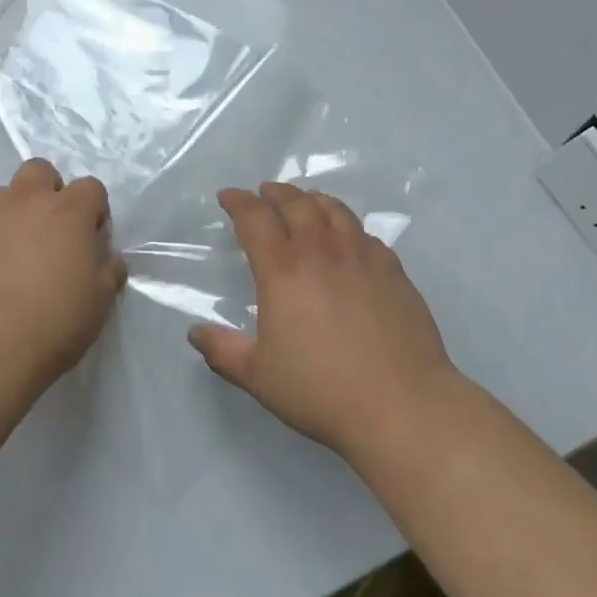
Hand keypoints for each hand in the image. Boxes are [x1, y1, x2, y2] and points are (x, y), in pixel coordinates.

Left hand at [0, 159, 124, 403]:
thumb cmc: (51, 327)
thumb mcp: (99, 303)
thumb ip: (108, 270)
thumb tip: (106, 257)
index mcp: (67, 212)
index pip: (91, 187)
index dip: (95, 211)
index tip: (91, 242)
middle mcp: (24, 202)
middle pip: (40, 171)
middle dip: (49, 192)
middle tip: (51, 233)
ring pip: (2, 197)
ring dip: (13, 215)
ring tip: (13, 257)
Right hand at [187, 181, 457, 462]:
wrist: (401, 404)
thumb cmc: (322, 391)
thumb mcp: (259, 376)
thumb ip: (223, 350)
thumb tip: (195, 332)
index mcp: (283, 270)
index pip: (255, 219)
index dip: (238, 202)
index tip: (228, 195)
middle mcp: (321, 250)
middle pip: (296, 203)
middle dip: (276, 192)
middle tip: (265, 192)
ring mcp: (361, 256)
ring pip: (334, 210)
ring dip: (313, 199)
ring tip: (305, 201)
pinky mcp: (393, 269)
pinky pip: (365, 234)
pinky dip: (348, 226)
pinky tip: (349, 238)